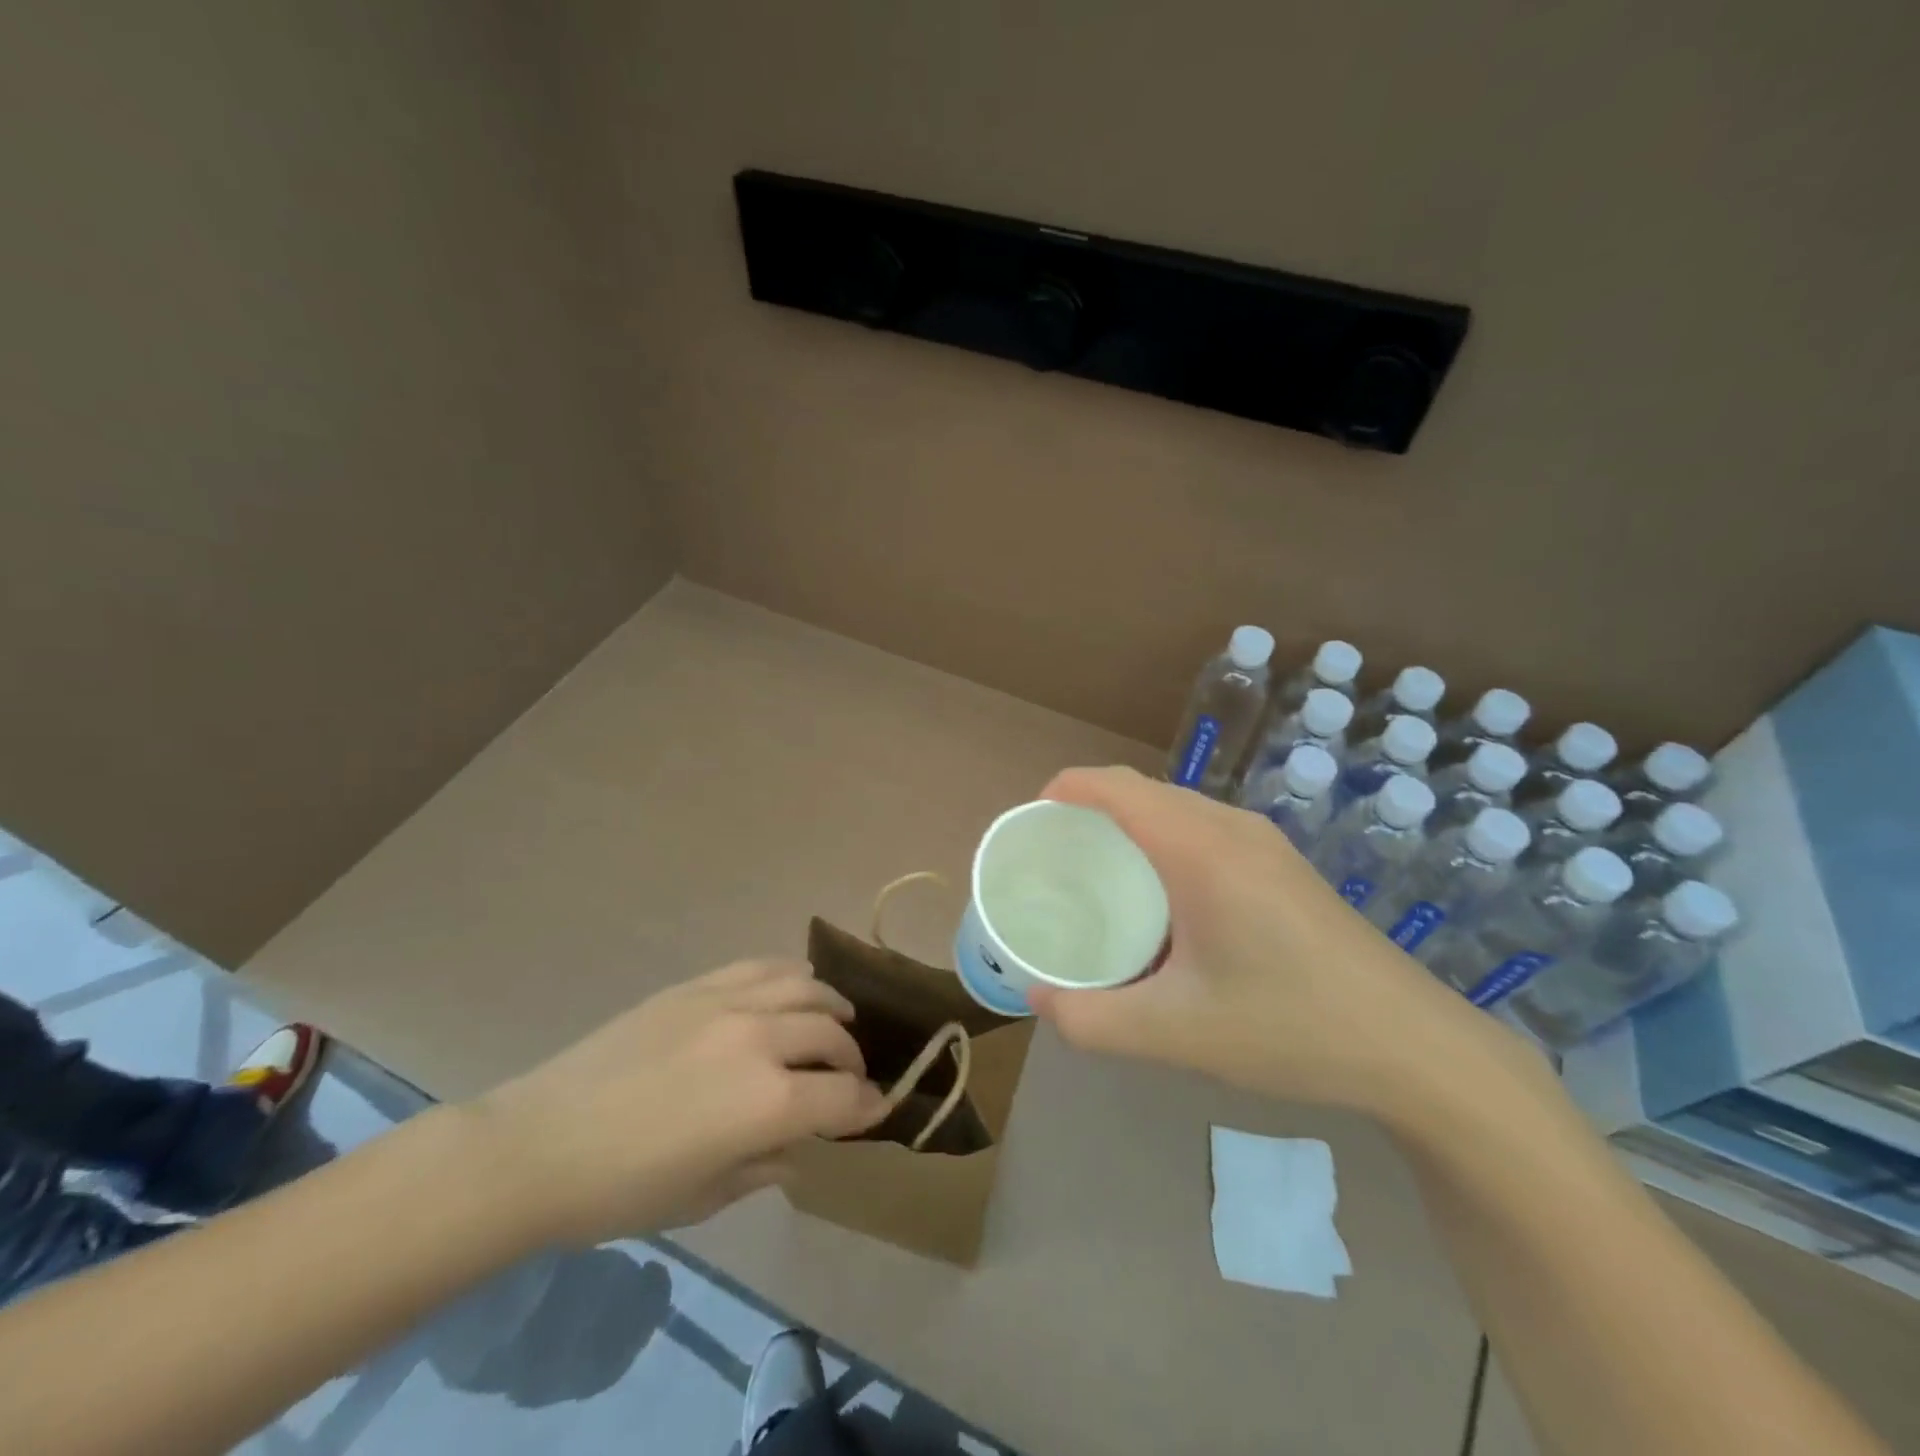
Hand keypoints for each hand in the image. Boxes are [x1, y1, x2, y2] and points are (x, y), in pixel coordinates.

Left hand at [470, 960, 888, 1245]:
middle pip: (832, 1036)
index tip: (877, 1109)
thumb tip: (801, 1146)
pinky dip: (791, 977)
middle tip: (849, 1077)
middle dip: (852, 1059)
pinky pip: (762, 967)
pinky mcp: (698, 985)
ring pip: (806, 988)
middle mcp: (761, 1041)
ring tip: (834, 1021)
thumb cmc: (622, 1190)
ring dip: (830, 1008)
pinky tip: (793, 990)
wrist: (540, 1144)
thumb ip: (767, 1165)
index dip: (867, 1106)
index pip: (843, 1096)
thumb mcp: (705, 1196)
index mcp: (767, 1103)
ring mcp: (728, 1003)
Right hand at [1026, 766, 1495, 1115]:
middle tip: (1054, 860)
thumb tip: (1037, 999)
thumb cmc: (1290, 1027)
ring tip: (1097, 876)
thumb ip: (1092, 1019)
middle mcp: (1232, 828)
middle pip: (1143, 792)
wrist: (1416, 1047)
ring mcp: (1264, 843)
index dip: (1065, 790)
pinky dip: (1162, 842)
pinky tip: (1161, 900)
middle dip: (1089, 810)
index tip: (1030, 824)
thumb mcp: (1176, 1033)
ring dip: (1128, 826)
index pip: (1116, 788)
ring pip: (1176, 809)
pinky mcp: (1281, 865)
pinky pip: (1203, 829)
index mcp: (1201, 849)